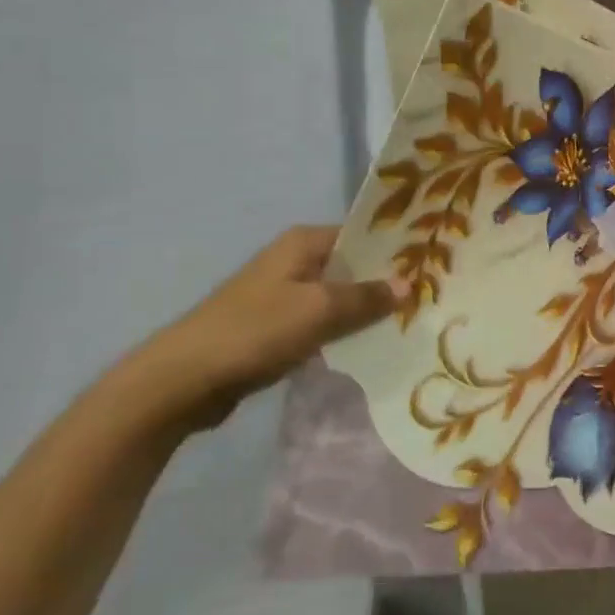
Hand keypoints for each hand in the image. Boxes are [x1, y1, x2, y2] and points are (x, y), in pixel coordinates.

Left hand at [107, 226, 400, 433]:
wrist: (183, 380)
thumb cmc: (255, 331)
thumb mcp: (319, 311)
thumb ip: (367, 298)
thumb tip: (410, 284)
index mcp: (302, 242)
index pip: (361, 235)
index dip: (394, 249)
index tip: (432, 264)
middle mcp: (293, 261)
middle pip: (351, 266)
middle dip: (385, 282)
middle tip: (429, 297)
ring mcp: (282, 295)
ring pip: (337, 297)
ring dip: (365, 310)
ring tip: (409, 322)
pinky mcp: (274, 327)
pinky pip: (321, 322)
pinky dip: (342, 331)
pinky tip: (370, 345)